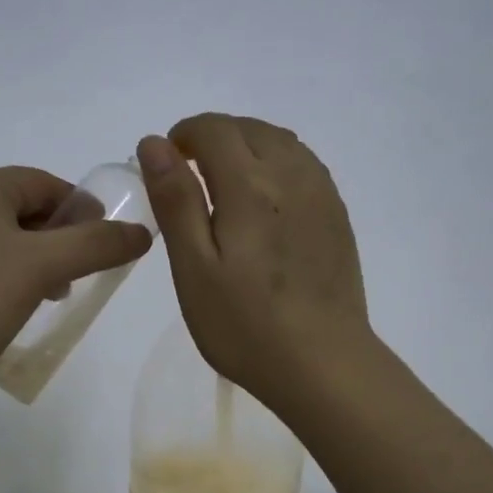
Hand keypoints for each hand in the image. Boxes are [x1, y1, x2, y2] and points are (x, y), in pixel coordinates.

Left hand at [0, 164, 152, 408]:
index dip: (83, 212)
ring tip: (39, 299)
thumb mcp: (40, 268)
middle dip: (54, 240)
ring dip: (24, 261)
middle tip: (73, 280)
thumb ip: (96, 245)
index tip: (105, 247)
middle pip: (17, 208)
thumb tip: (141, 231)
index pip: (46, 184)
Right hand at [137, 114, 370, 413]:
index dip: (184, 134)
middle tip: (191, 176)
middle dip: (215, 137)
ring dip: (248, 146)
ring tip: (225, 183)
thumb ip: (175, 200)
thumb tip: (155, 143)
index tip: (167, 163)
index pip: (215, 129)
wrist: (323, 364)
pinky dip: (277, 163)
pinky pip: (305, 165)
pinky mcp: (338, 216)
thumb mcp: (194, 268)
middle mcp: (292, 176)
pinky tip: (266, 200)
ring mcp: (322, 195)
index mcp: (250, 185)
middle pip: (250, 128)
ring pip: (282, 142)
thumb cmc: (245, 324)